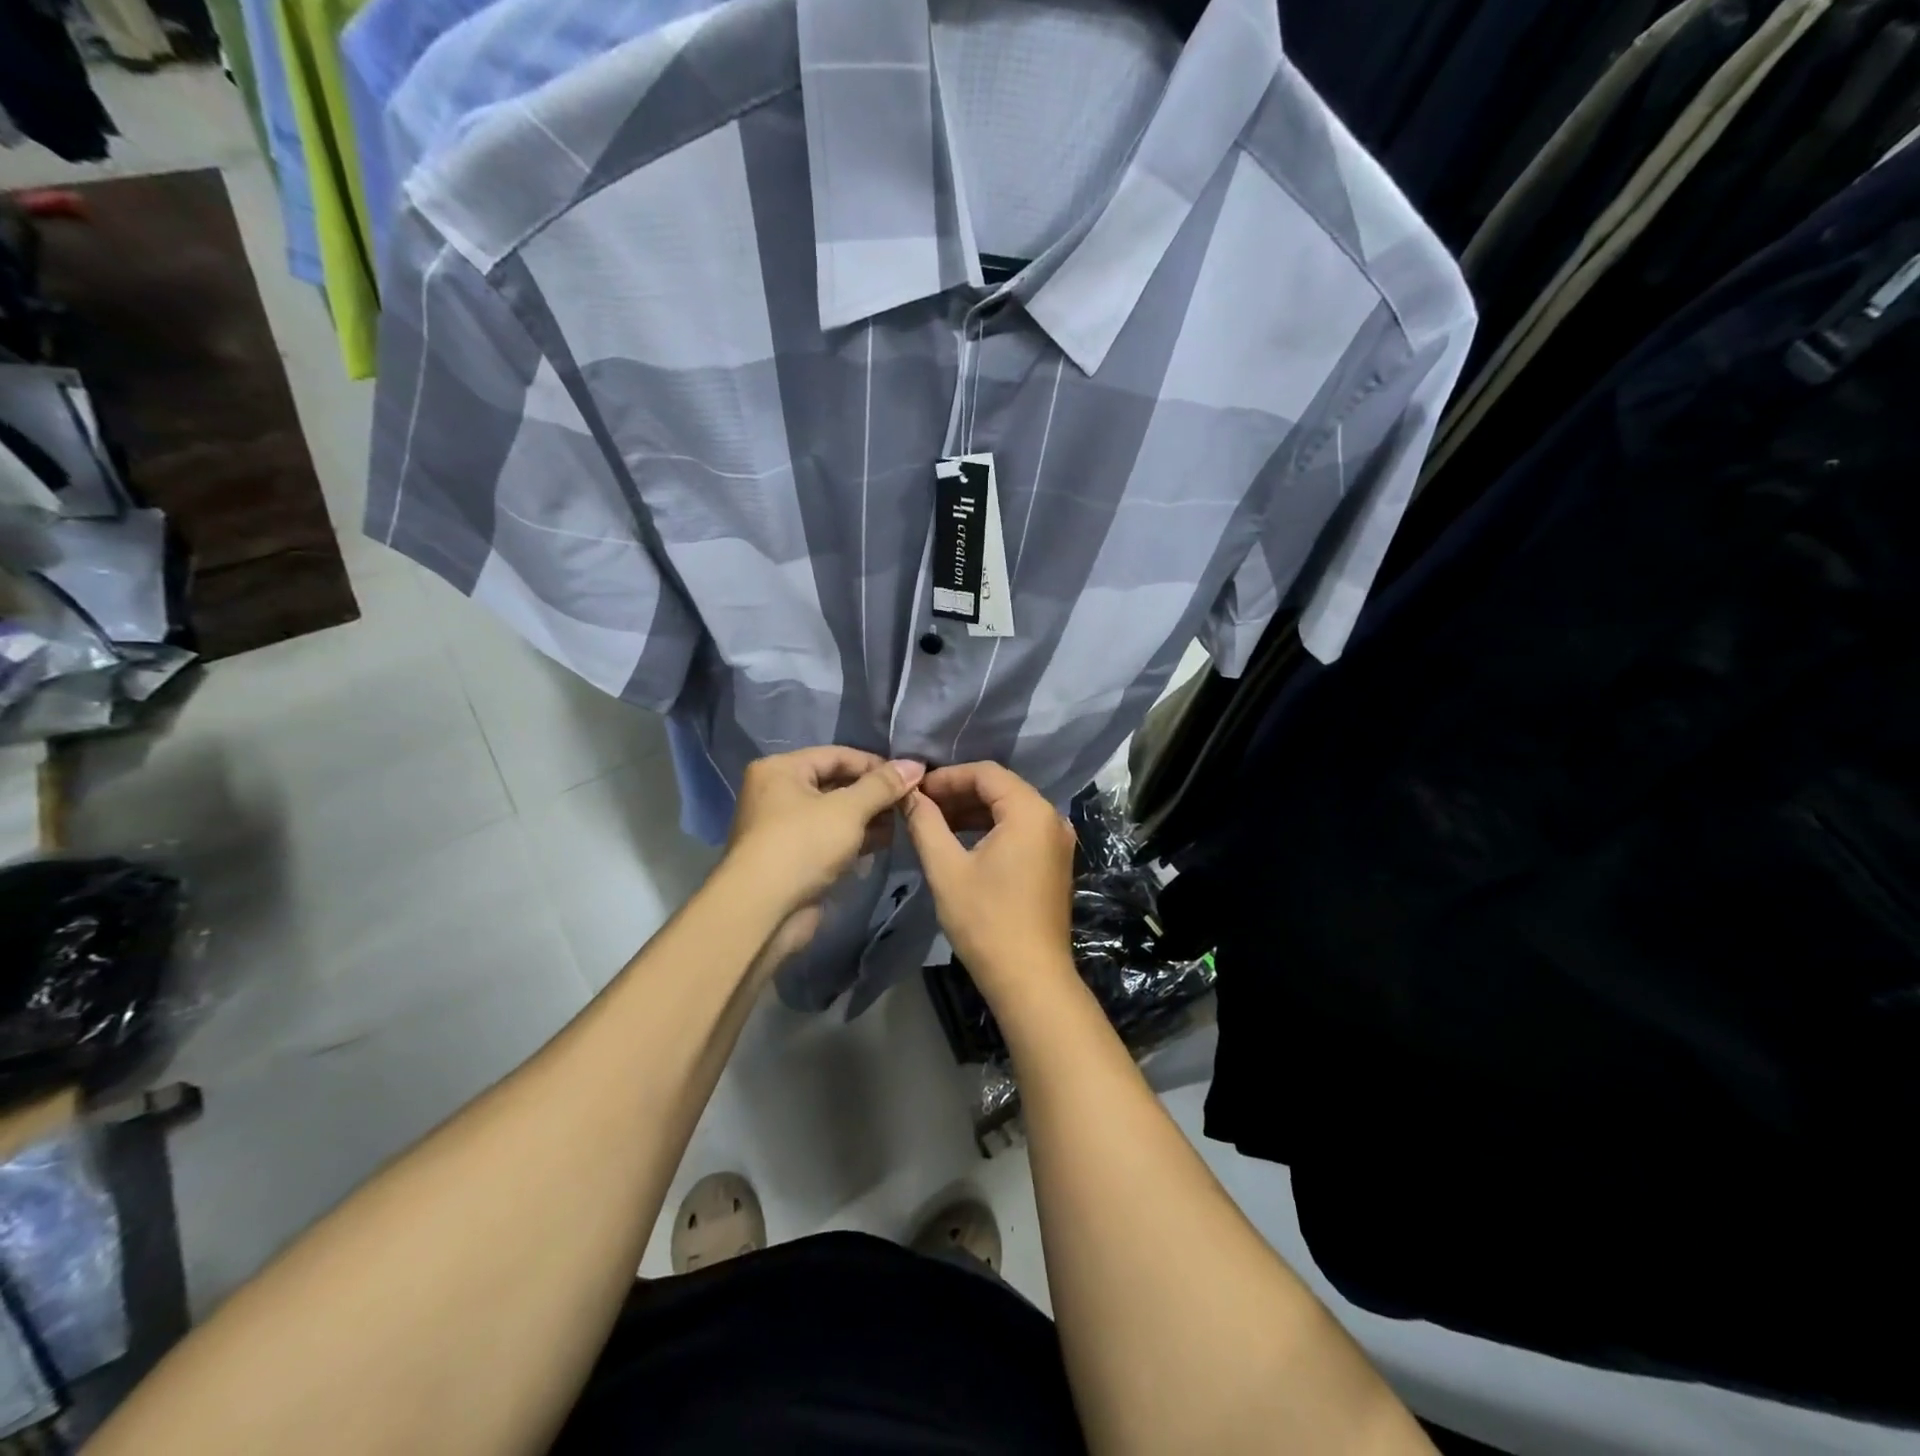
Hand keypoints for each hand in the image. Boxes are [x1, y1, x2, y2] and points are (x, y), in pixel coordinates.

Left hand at [725, 748, 923, 971]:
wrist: (763, 911)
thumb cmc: (803, 845)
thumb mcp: (848, 809)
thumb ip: (882, 785)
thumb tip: (914, 764)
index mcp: (781, 769)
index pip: (837, 755)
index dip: (875, 764)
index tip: (910, 776)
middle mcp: (778, 793)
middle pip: (836, 783)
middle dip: (874, 793)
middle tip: (909, 802)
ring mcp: (785, 828)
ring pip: (836, 814)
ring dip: (869, 818)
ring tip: (902, 823)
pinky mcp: (794, 858)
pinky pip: (830, 839)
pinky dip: (855, 839)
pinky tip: (884, 844)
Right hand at [901, 761, 1077, 1000]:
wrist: (1030, 978)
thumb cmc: (986, 920)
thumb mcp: (947, 868)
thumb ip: (925, 823)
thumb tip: (908, 795)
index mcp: (1030, 811)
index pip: (985, 773)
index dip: (947, 777)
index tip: (916, 791)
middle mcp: (1051, 818)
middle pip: (1000, 788)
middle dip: (958, 793)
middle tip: (921, 806)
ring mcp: (1057, 841)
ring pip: (1010, 810)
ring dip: (973, 811)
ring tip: (934, 822)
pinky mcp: (1055, 862)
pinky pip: (1020, 830)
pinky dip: (991, 829)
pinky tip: (961, 841)